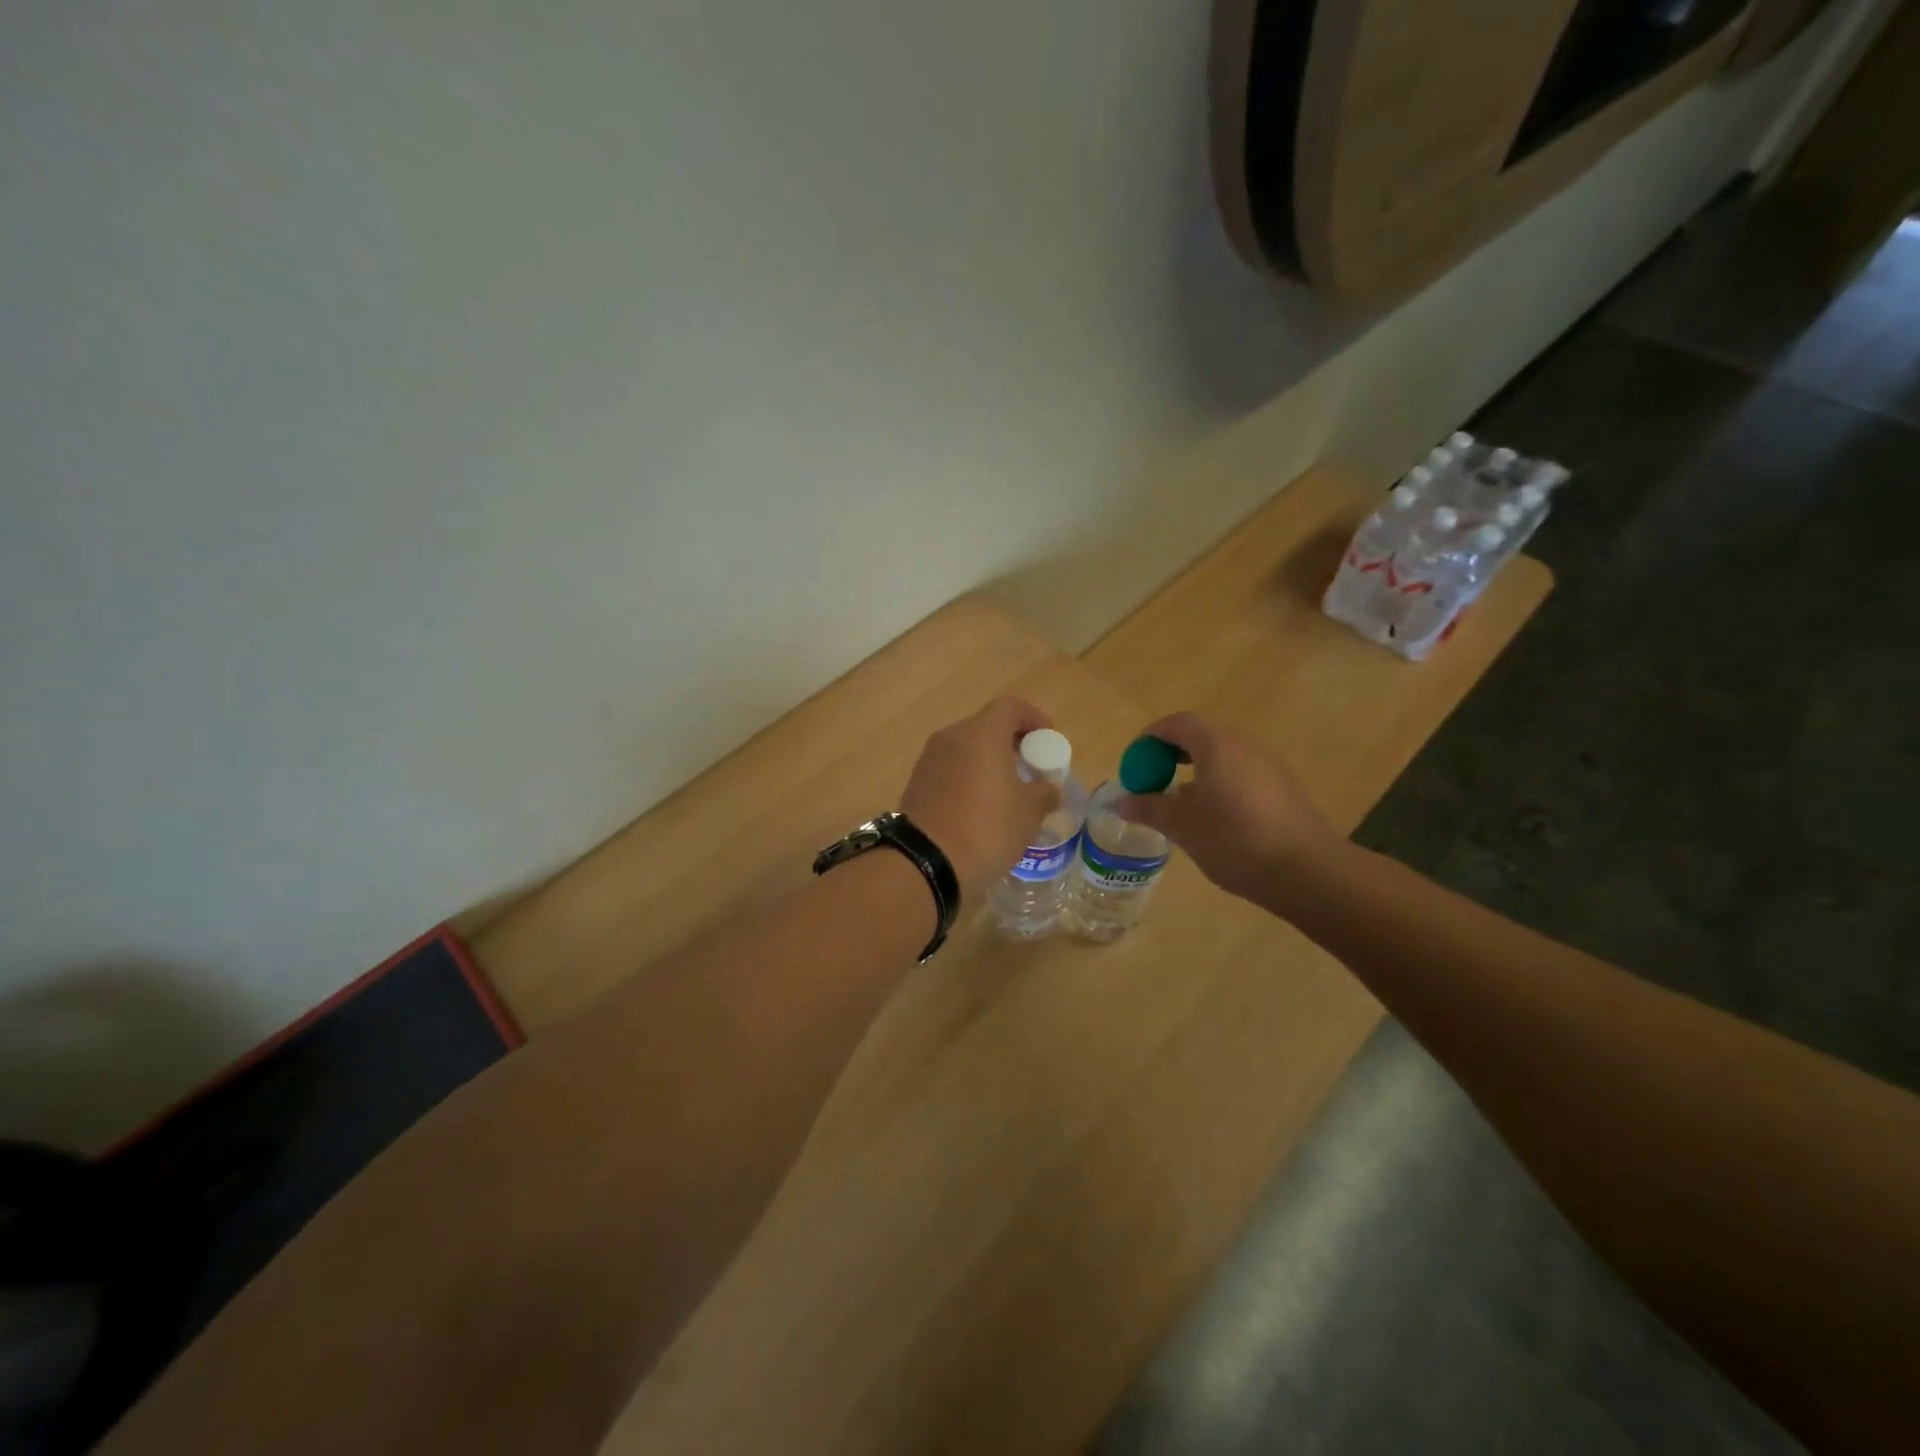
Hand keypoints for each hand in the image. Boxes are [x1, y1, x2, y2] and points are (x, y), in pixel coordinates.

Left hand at [901, 697, 1057, 902]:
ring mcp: (929, 759)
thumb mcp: (1029, 812)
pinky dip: (968, 778)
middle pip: (987, 726)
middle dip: (1012, 742)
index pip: (1011, 707)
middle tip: (1031, 768)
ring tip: (1008, 792)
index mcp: (981, 733)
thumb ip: (1044, 791)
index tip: (1047, 741)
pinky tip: (981, 807)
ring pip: (966, 748)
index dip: (1034, 718)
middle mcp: (951, 737)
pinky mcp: (916, 783)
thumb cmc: (986, 828)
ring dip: (989, 761)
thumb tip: (1048, 787)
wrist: (926, 863)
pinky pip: (950, 769)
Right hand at [1117, 712, 1343, 905]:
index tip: (1134, 763)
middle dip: (1171, 753)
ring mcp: (1269, 764)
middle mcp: (1245, 744)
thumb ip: (1148, 807)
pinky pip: (1242, 772)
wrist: (1306, 870)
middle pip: (1201, 735)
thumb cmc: (1233, 839)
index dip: (1150, 738)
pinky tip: (1213, 816)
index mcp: (1217, 744)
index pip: (1177, 723)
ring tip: (1179, 802)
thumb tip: (1120, 801)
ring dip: (1196, 769)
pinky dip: (1219, 782)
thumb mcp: (1181, 825)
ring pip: (1223, 755)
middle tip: (1152, 780)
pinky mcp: (1284, 787)